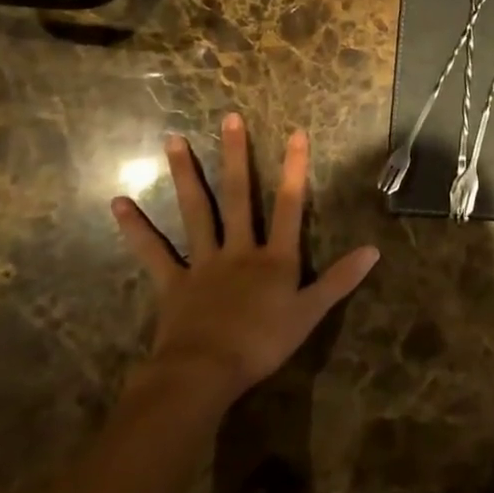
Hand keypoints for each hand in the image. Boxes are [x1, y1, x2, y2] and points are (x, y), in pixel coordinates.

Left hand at [111, 114, 378, 404]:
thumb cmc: (261, 344)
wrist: (205, 374)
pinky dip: (136, 228)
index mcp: (273, 258)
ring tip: (172, 140)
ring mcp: (203, 262)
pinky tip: (118, 203)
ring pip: (195, 211)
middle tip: (228, 118)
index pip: (289, 205)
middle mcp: (238, 249)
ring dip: (184, 175)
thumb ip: (340, 280)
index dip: (294, 169)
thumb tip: (374, 249)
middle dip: (236, 155)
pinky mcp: (173, 281)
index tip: (296, 133)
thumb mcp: (310, 314)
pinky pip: (153, 251)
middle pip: (238, 195)